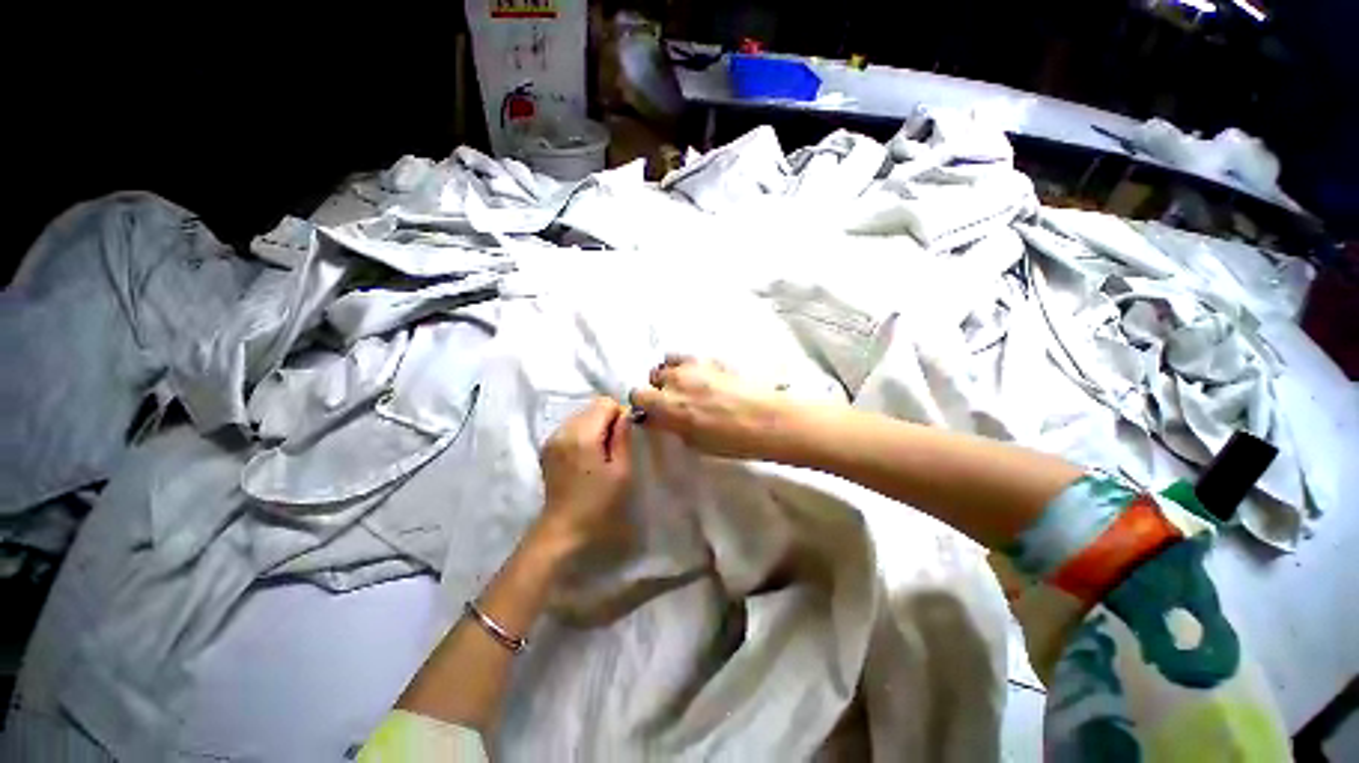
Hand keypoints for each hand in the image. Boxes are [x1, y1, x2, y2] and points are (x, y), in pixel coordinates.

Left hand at [535, 398, 633, 553]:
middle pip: (592, 407)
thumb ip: (623, 437)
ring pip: (581, 416)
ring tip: (601, 454)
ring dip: (595, 427)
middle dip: (607, 420)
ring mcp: (552, 438)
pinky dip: (583, 434)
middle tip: (615, 448)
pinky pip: (571, 428)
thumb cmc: (599, 503)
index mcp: (581, 434)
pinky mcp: (547, 448)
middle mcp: (563, 430)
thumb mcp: (621, 471)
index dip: (620, 416)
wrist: (563, 531)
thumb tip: (626, 415)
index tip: (625, 438)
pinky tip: (587, 457)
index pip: (605, 403)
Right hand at [628, 355, 792, 459]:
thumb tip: (659, 418)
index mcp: (668, 405)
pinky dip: (686, 365)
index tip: (654, 412)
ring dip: (671, 374)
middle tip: (673, 401)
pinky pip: (687, 356)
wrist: (767, 419)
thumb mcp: (694, 441)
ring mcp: (693, 366)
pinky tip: (699, 375)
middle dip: (658, 389)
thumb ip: (671, 425)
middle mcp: (675, 381)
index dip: (644, 404)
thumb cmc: (732, 440)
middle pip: (653, 377)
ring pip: (667, 363)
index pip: (637, 395)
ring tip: (686, 386)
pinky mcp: (710, 358)